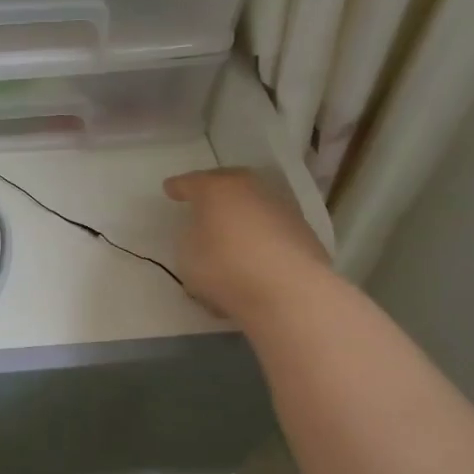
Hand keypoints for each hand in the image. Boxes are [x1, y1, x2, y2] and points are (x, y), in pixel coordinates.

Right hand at [163, 167, 330, 323]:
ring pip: (253, 204)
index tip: (169, 189)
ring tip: (231, 234)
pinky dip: (260, 237)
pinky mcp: (304, 232)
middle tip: (202, 201)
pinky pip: (271, 228)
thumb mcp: (187, 255)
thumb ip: (191, 238)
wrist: (290, 291)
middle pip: (228, 183)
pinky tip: (254, 257)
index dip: (178, 187)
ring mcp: (282, 209)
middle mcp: (251, 190)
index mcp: (216, 189)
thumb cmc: (225, 267)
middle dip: (214, 190)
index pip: (191, 182)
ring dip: (241, 215)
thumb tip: (204, 233)